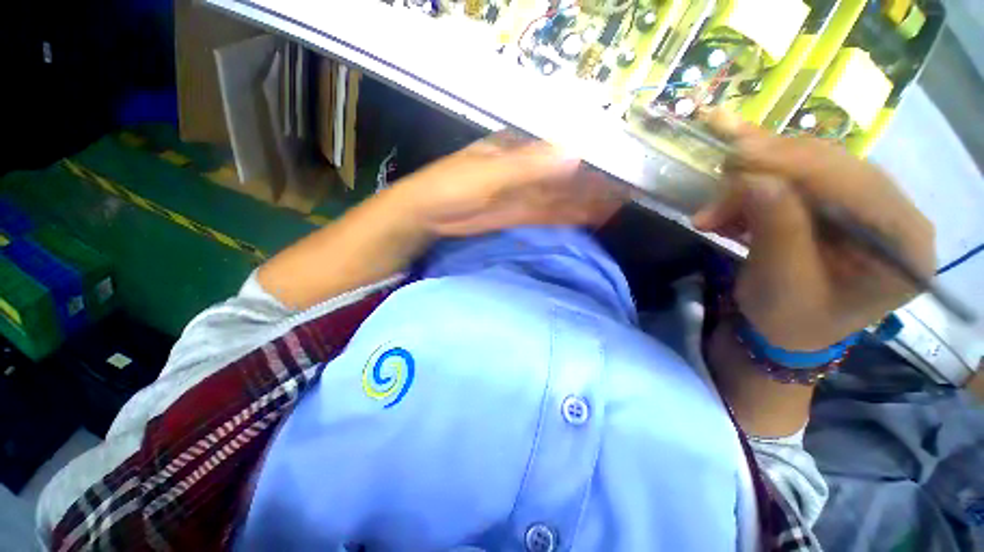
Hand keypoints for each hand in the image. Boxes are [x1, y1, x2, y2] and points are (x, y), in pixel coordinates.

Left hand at [391, 132, 626, 236]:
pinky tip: (589, 218)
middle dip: (595, 183)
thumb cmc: (453, 185)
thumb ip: (529, 165)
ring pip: (562, 196)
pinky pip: (549, 214)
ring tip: (617, 206)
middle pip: (566, 175)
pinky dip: (569, 216)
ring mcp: (524, 195)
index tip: (619, 167)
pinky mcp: (519, 215)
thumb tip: (575, 152)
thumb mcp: (490, 172)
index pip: (562, 149)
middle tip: (627, 191)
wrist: (428, 215)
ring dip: (587, 201)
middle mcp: (527, 170)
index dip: (591, 157)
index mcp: (519, 150)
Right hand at [692, 110, 934, 349]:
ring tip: (714, 209)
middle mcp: (896, 214)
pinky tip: (731, 203)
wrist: (788, 332)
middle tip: (717, 180)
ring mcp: (871, 204)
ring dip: (756, 180)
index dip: (794, 163)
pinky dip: (758, 186)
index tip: (736, 154)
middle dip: (768, 170)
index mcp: (903, 244)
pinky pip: (800, 178)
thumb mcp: (781, 285)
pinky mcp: (842, 202)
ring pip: (811, 166)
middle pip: (834, 166)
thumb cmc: (790, 322)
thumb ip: (777, 230)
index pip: (854, 182)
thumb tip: (755, 179)